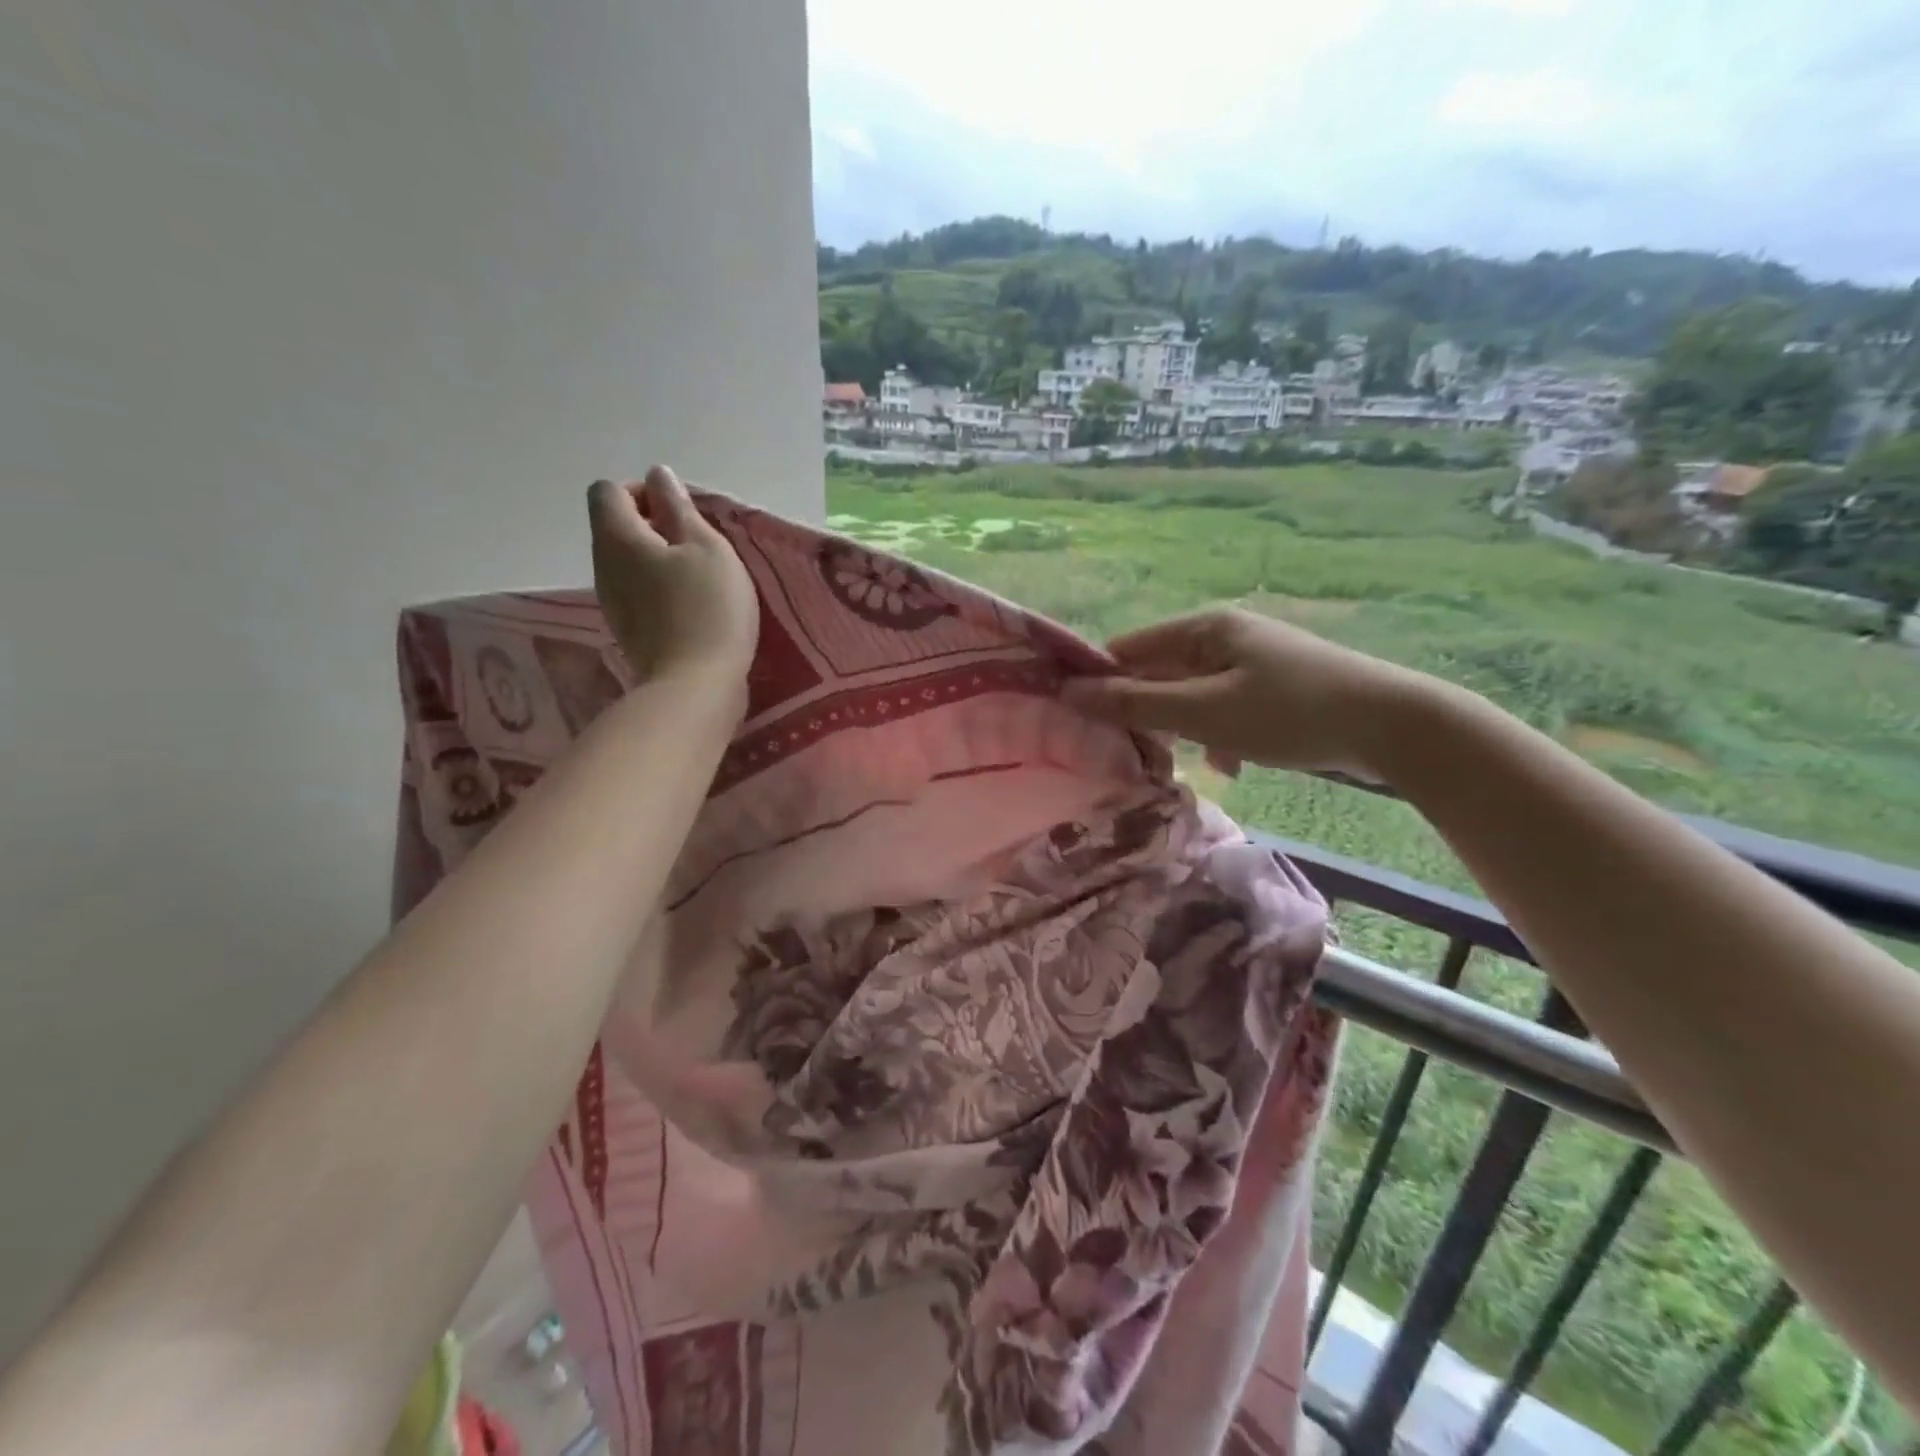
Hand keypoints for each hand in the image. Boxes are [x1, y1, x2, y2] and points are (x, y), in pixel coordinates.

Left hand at [588, 467, 758, 701]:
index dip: (644, 493)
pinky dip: (658, 587)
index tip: (681, 515)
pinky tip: (690, 606)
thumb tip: (657, 475)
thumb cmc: (709, 609)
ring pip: (627, 560)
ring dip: (658, 558)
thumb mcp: (708, 548)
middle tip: (698, 546)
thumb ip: (679, 507)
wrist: (695, 685)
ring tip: (699, 577)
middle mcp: (603, 564)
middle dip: (653, 525)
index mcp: (618, 536)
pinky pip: (636, 589)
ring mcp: (611, 600)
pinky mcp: (627, 627)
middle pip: (615, 525)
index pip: (609, 490)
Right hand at [1062, 608, 1430, 782]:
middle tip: (1130, 753)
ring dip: (1183, 730)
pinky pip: (1224, 709)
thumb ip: (1136, 704)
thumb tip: (1071, 694)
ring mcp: (1252, 661)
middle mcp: (1225, 636)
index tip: (1081, 723)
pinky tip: (1231, 765)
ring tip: (1187, 762)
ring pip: (1191, 696)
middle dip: (1145, 713)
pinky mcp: (1274, 688)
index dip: (1100, 682)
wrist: (1394, 727)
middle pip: (1159, 673)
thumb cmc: (1290, 713)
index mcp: (1204, 628)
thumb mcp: (1205, 712)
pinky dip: (1218, 735)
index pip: (1128, 648)